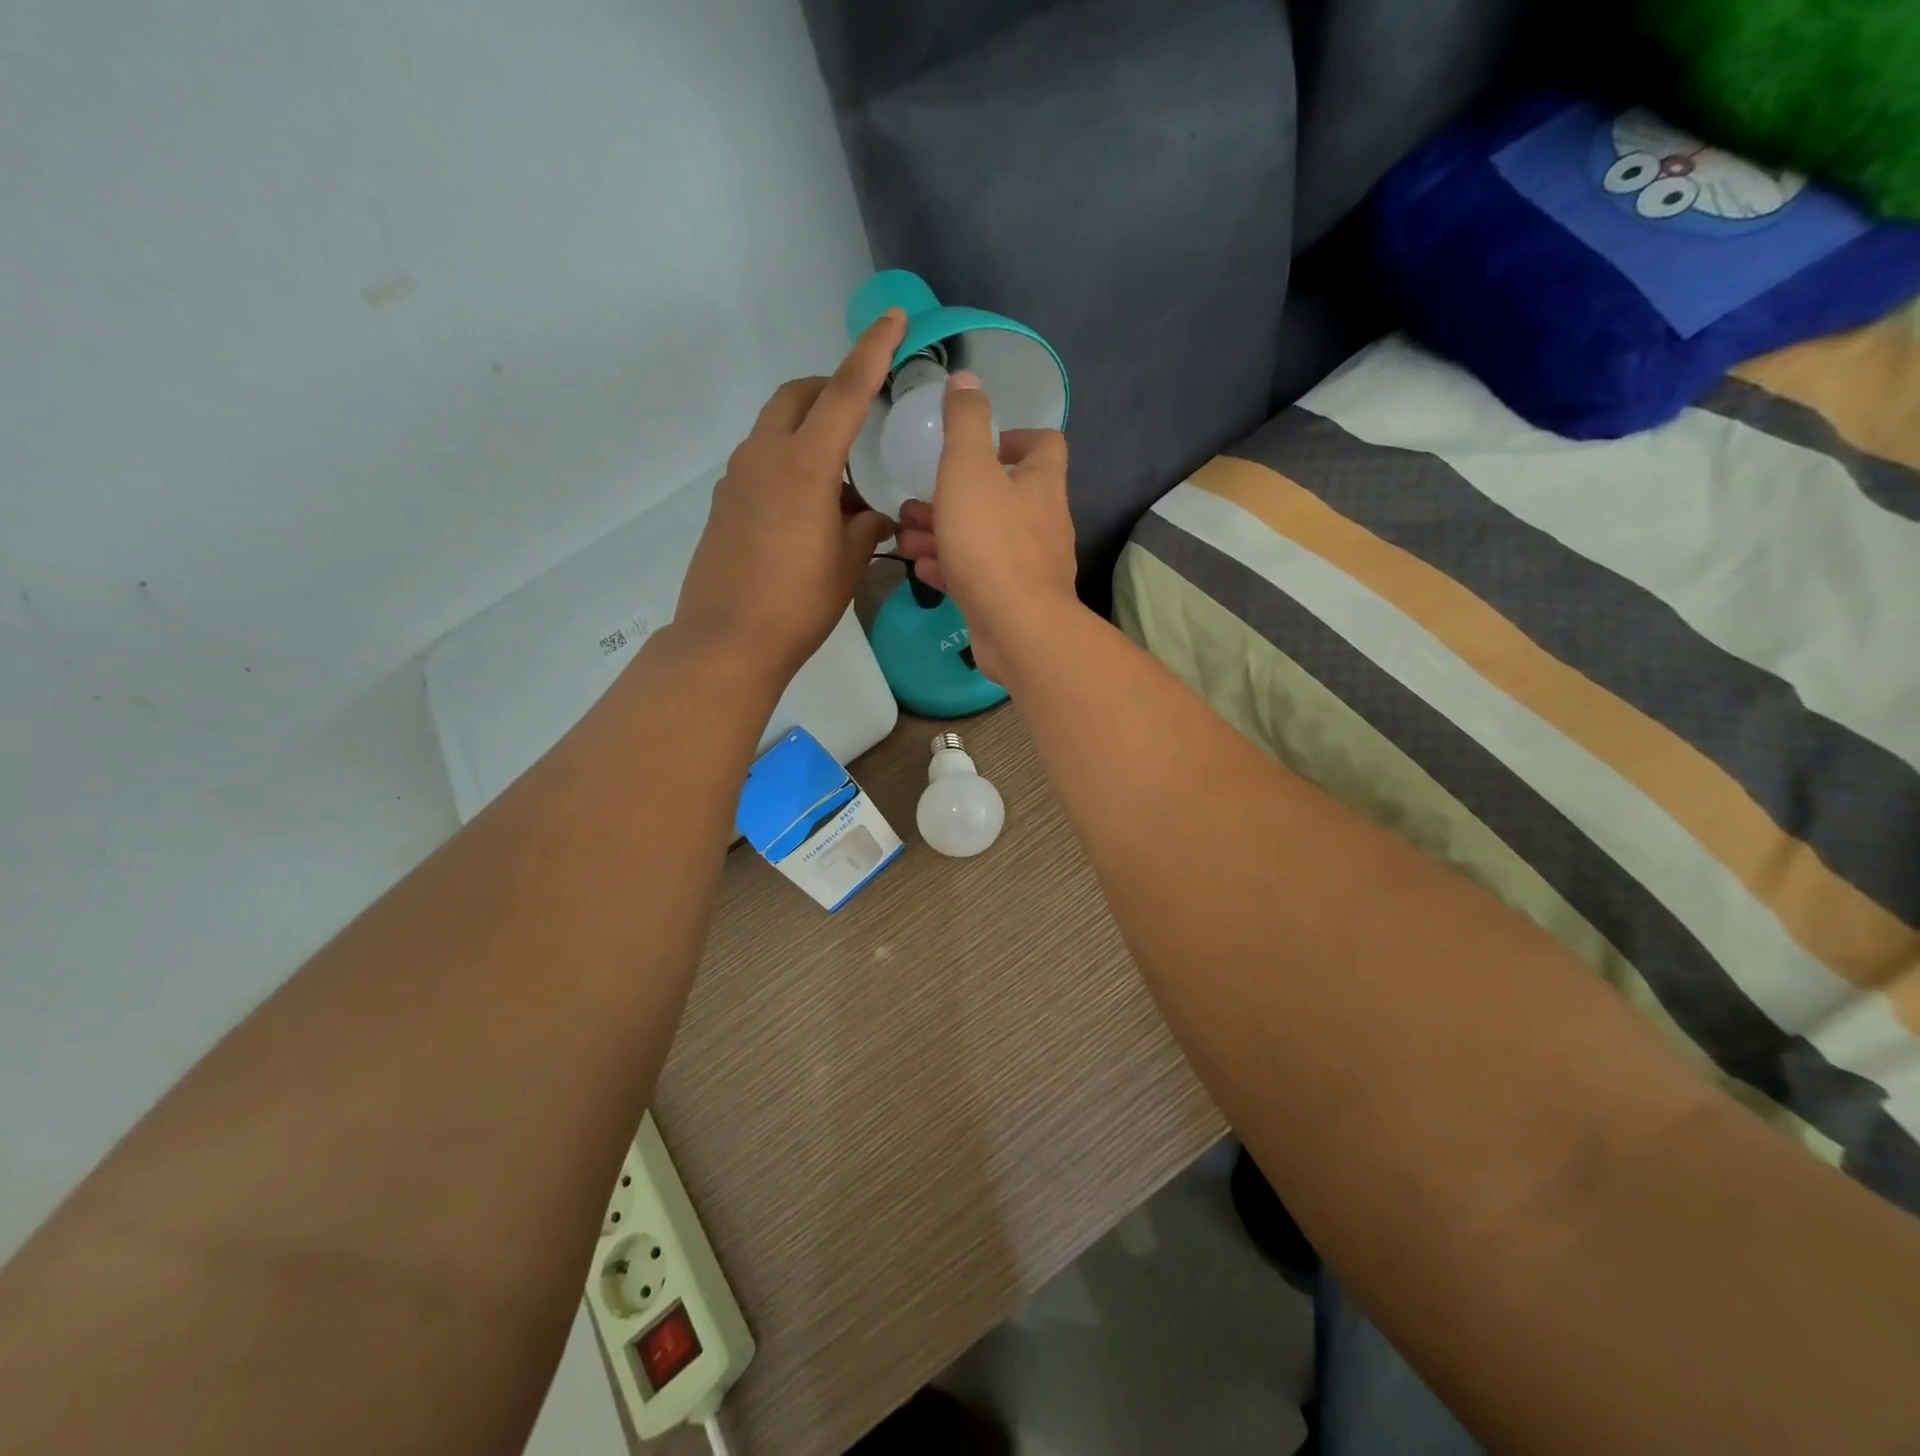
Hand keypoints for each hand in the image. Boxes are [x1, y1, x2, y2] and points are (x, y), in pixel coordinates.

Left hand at [673, 309, 907, 680]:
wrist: (726, 641)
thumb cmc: (798, 604)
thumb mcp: (848, 564)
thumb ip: (865, 528)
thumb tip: (869, 516)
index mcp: (804, 465)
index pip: (845, 392)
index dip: (872, 351)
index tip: (893, 318)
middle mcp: (765, 456)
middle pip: (797, 396)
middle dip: (830, 389)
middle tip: (862, 415)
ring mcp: (737, 478)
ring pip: (775, 427)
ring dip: (809, 432)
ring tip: (840, 482)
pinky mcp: (725, 503)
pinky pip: (761, 461)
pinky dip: (789, 463)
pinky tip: (808, 509)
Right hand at [892, 372, 1076, 681]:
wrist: (1017, 627)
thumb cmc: (991, 541)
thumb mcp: (968, 470)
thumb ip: (965, 422)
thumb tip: (968, 378)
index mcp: (1041, 483)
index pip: (1044, 445)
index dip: (1014, 437)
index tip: (979, 446)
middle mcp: (1043, 522)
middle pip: (1002, 496)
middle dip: (956, 494)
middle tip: (917, 500)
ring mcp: (1030, 565)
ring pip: (984, 538)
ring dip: (945, 532)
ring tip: (906, 534)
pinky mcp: (1013, 600)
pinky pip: (979, 574)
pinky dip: (951, 566)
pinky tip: (922, 568)